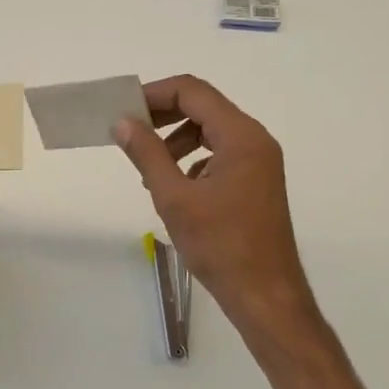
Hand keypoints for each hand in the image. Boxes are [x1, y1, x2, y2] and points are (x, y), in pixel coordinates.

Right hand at [115, 76, 320, 350]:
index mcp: (241, 136)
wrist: (265, 296)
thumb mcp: (174, 198)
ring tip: (151, 168)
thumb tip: (123, 123)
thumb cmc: (220, 246)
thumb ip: (147, 154)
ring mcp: (260, 162)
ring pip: (212, 130)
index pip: (193, 92)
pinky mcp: (257, 182)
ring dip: (177, 138)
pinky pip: (222, 153)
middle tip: (130, 132)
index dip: (155, 94)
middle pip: (204, 107)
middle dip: (164, 115)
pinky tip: (176, 186)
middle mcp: (255, 140)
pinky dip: (194, 159)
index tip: (123, 109)